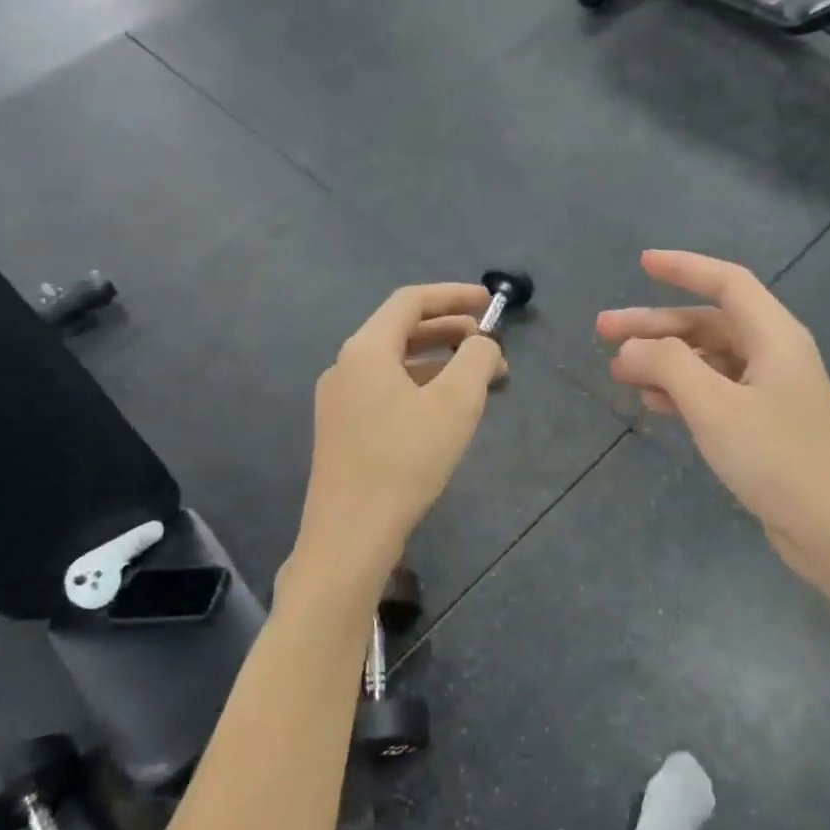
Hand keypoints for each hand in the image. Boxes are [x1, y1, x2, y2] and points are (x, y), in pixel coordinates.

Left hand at [297, 283, 505, 573]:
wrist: (351, 533)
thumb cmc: (405, 460)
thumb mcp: (456, 404)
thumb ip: (477, 360)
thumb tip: (484, 344)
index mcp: (366, 350)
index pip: (410, 301)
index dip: (453, 296)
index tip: (488, 303)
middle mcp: (345, 366)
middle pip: (401, 330)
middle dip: (450, 331)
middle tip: (490, 345)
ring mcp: (338, 400)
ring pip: (394, 364)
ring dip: (437, 362)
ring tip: (477, 380)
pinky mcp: (341, 430)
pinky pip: (385, 391)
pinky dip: (419, 387)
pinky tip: (444, 411)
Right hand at [598, 251, 829, 587]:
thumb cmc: (777, 458)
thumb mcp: (715, 407)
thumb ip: (669, 366)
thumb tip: (632, 347)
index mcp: (774, 336)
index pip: (727, 282)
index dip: (684, 267)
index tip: (642, 263)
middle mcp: (774, 354)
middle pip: (708, 323)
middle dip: (655, 325)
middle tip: (602, 331)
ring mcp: (770, 391)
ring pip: (708, 359)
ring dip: (663, 361)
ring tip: (618, 371)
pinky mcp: (764, 423)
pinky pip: (715, 391)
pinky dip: (682, 391)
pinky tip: (652, 404)